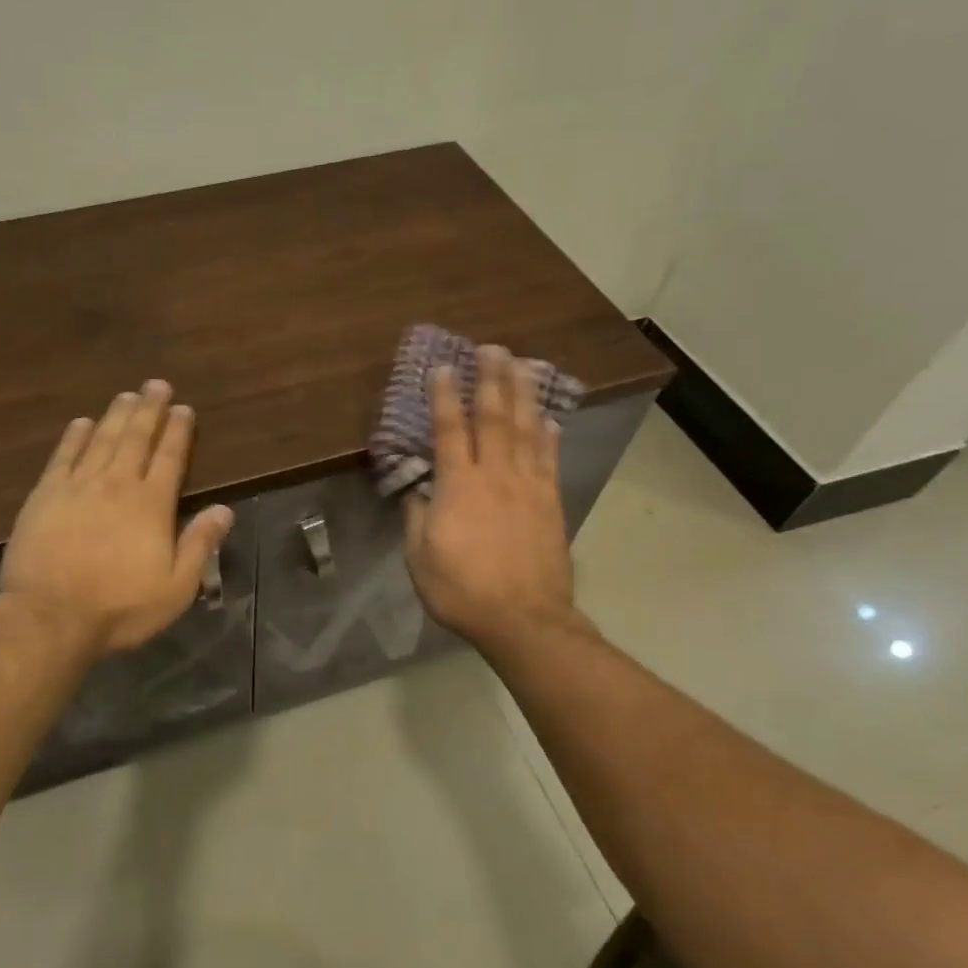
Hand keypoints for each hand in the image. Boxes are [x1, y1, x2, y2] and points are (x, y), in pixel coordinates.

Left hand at [0, 380, 233, 657]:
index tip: (183, 408)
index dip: (177, 431)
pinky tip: (81, 422)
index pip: (169, 457)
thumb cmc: (119, 608)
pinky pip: (63, 456)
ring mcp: (78, 486)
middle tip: (156, 385)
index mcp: (151, 504)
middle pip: (136, 438)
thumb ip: (200, 544)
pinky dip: (74, 437)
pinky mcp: (45, 495)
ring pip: (102, 440)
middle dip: (149, 410)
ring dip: (116, 415)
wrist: (50, 616)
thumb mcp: (176, 588)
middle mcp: (117, 484)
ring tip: (127, 395)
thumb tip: (224, 509)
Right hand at [403, 347, 586, 651]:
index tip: (442, 367)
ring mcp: (528, 486)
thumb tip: (418, 489)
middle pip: (494, 417)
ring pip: (526, 430)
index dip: (445, 396)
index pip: (449, 430)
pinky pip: (549, 460)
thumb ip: (417, 517)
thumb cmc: (462, 590)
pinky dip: (548, 435)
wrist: (524, 620)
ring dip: (523, 394)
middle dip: (491, 379)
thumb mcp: (419, 558)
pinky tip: (548, 418)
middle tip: (491, 347)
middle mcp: (495, 475)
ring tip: (522, 364)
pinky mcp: (551, 502)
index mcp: (458, 486)